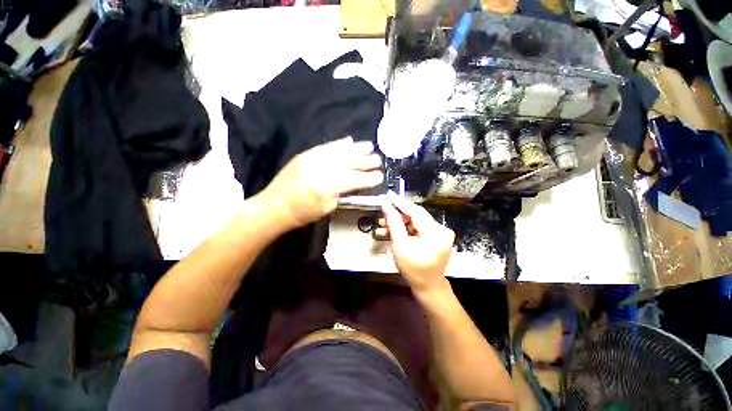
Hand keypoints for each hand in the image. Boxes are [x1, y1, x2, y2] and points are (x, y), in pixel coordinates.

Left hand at [262, 137, 382, 228]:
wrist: (275, 205)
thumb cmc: (303, 213)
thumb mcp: (327, 208)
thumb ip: (343, 193)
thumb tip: (355, 183)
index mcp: (328, 186)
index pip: (355, 180)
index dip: (369, 178)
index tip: (380, 176)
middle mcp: (322, 168)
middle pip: (349, 162)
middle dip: (366, 161)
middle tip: (378, 160)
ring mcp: (313, 159)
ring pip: (340, 151)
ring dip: (356, 148)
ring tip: (369, 145)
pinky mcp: (306, 154)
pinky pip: (326, 146)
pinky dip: (339, 143)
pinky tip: (349, 141)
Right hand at [380, 191, 454, 293]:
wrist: (427, 286)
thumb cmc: (413, 269)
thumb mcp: (400, 245)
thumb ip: (393, 223)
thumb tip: (386, 205)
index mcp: (436, 233)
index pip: (416, 212)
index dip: (400, 203)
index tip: (388, 194)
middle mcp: (441, 230)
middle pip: (415, 216)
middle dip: (397, 215)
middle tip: (382, 213)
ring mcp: (440, 233)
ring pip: (415, 222)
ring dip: (399, 223)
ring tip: (382, 225)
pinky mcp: (436, 236)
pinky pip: (418, 228)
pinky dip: (405, 229)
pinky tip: (391, 231)